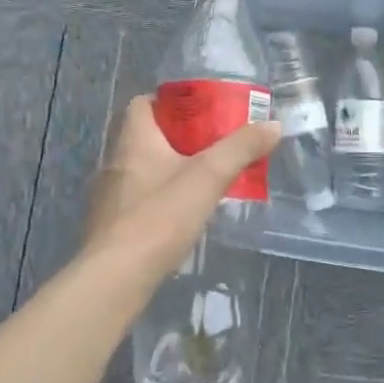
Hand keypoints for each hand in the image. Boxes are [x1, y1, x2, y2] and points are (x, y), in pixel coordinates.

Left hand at [81, 95, 281, 285]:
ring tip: (203, 181)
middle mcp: (115, 163)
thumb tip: (274, 124)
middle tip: (212, 145)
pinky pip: (138, 201)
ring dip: (169, 171)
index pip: (141, 104)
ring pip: (142, 171)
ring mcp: (109, 198)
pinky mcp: (111, 228)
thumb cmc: (159, 218)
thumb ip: (241, 148)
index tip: (199, 112)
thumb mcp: (208, 177)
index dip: (168, 102)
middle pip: (145, 137)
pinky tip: (181, 217)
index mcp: (133, 141)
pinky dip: (159, 201)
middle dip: (178, 138)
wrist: (114, 280)